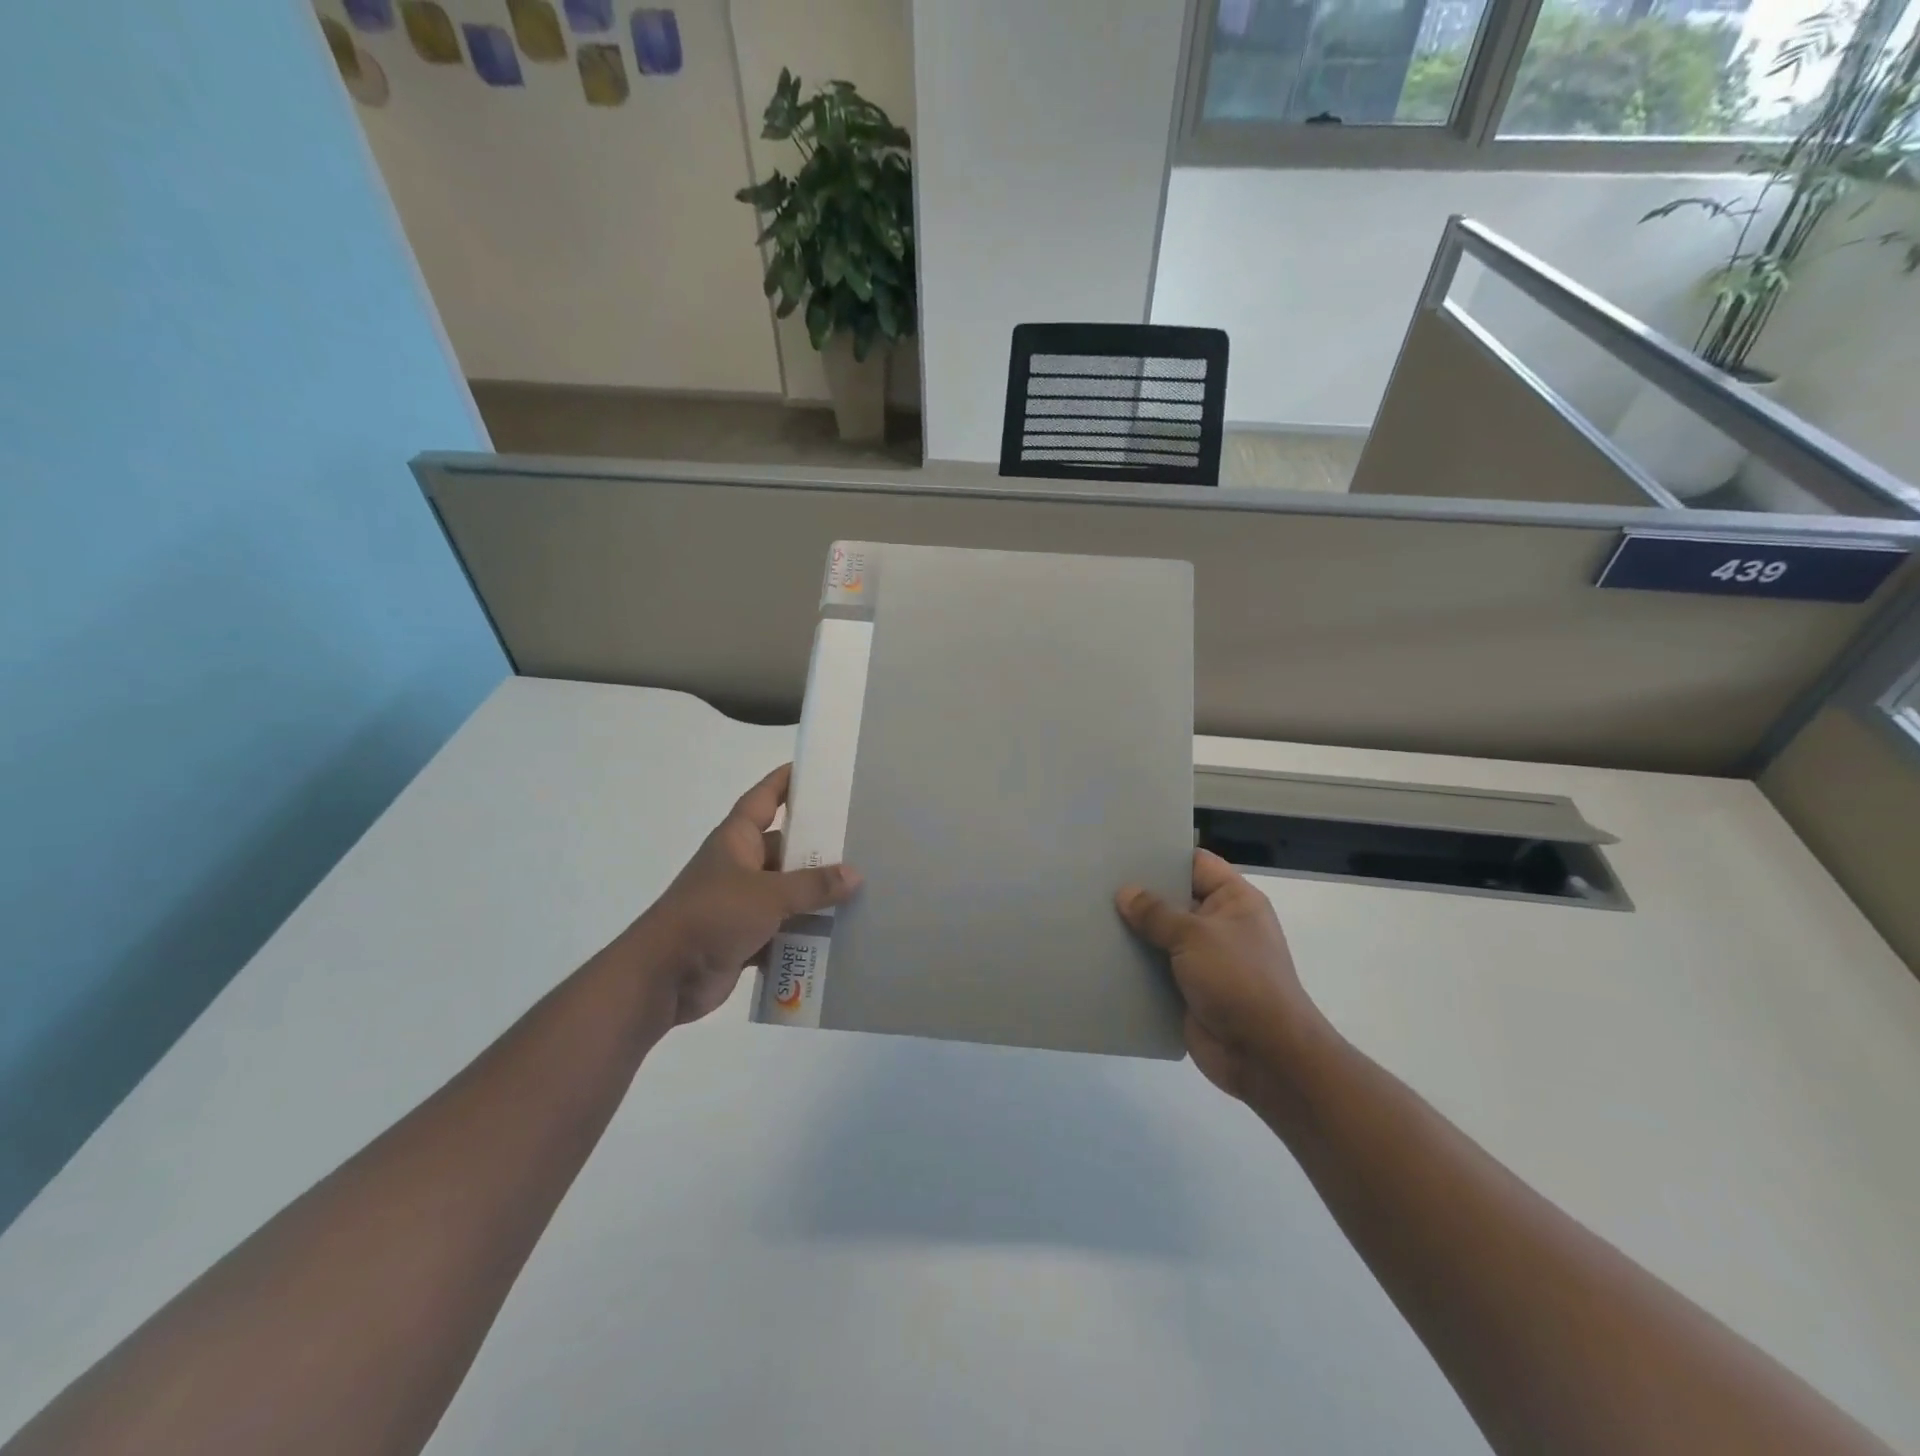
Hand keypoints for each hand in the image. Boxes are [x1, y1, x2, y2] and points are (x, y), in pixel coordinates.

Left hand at [628, 764, 860, 1026]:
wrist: (662, 977)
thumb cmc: (712, 916)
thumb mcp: (768, 895)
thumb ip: (813, 885)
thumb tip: (855, 875)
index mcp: (736, 840)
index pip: (763, 799)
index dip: (785, 781)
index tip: (815, 770)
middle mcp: (739, 866)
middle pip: (785, 847)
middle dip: (818, 847)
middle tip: (861, 839)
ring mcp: (741, 903)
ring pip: (786, 891)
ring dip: (815, 895)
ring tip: (861, 889)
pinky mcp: (744, 937)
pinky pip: (783, 929)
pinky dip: (805, 932)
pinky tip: (840, 933)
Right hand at [1117, 850, 1326, 1100]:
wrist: (1265, 1056)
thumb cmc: (1239, 981)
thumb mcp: (1196, 936)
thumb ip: (1157, 913)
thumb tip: (1125, 892)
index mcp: (1234, 901)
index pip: (1196, 864)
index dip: (1163, 856)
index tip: (1123, 850)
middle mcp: (1220, 925)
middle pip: (1175, 899)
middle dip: (1140, 895)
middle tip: (1096, 881)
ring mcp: (1205, 960)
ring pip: (1162, 936)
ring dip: (1134, 932)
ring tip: (1090, 914)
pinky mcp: (1190, 990)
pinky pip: (1157, 969)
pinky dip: (1135, 965)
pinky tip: (1101, 955)